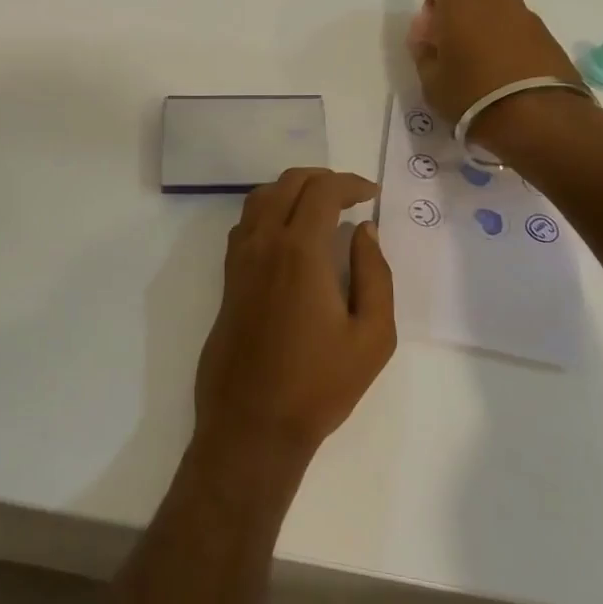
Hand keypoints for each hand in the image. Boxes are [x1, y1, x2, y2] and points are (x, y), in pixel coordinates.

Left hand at [194, 169, 395, 466]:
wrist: (252, 424)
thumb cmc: (319, 384)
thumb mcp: (373, 336)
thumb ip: (374, 275)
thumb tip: (365, 232)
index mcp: (300, 251)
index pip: (322, 191)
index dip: (350, 183)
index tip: (372, 194)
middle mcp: (263, 244)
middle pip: (288, 184)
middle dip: (322, 179)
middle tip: (351, 195)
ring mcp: (239, 261)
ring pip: (260, 199)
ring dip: (291, 190)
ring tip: (321, 206)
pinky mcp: (228, 280)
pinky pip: (245, 225)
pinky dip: (269, 211)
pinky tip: (289, 235)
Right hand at [410, 0, 580, 131]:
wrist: (538, 116)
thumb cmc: (472, 97)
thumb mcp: (432, 83)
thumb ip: (425, 54)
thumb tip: (426, 40)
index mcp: (460, 4)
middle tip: (448, 7)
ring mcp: (523, 14)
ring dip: (483, 3)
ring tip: (473, 33)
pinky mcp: (544, 33)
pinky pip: (516, 16)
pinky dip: (502, 23)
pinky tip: (496, 49)